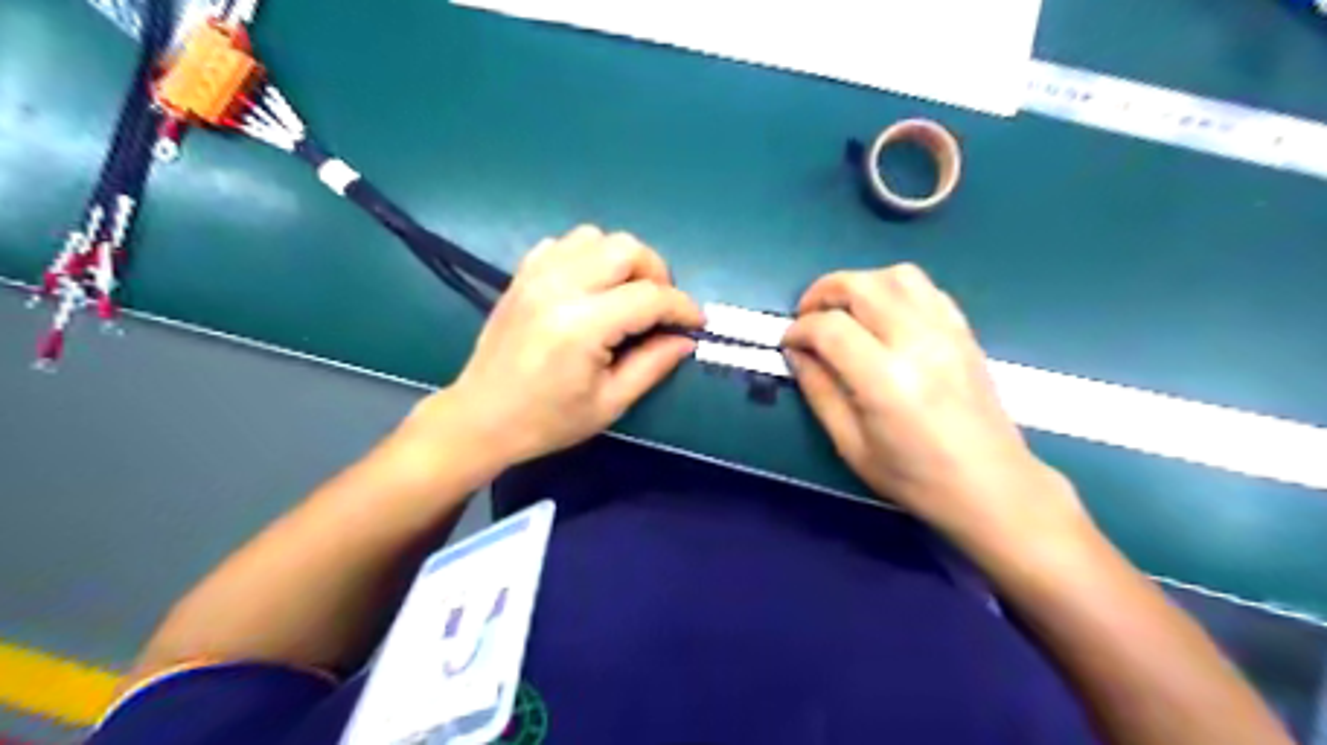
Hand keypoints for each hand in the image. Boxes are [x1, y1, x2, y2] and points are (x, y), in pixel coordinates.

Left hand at [403, 225, 703, 474]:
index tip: (697, 323)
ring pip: (596, 237)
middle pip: (626, 248)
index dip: (683, 308)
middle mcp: (559, 287)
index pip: (650, 297)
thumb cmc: (547, 421)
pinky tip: (590, 287)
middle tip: (660, 308)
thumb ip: (652, 364)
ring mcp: (536, 275)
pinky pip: (565, 244)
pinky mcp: (522, 275)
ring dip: (622, 261)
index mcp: (582, 326)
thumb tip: (685, 339)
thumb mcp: (610, 403)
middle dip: (657, 274)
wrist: (480, 418)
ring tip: (626, 295)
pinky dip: (589, 257)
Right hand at [781, 265, 1083, 549]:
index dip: (799, 329)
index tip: (788, 343)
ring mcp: (946, 331)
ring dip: (860, 284)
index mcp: (886, 380)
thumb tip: (796, 353)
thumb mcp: (850, 445)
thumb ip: (819, 392)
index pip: (830, 327)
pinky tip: (882, 315)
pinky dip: (893, 290)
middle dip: (822, 293)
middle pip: (861, 285)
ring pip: (896, 275)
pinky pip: (925, 288)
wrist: (991, 486)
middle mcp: (918, 343)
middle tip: (807, 317)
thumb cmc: (915, 477)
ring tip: (844, 311)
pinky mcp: (963, 331)